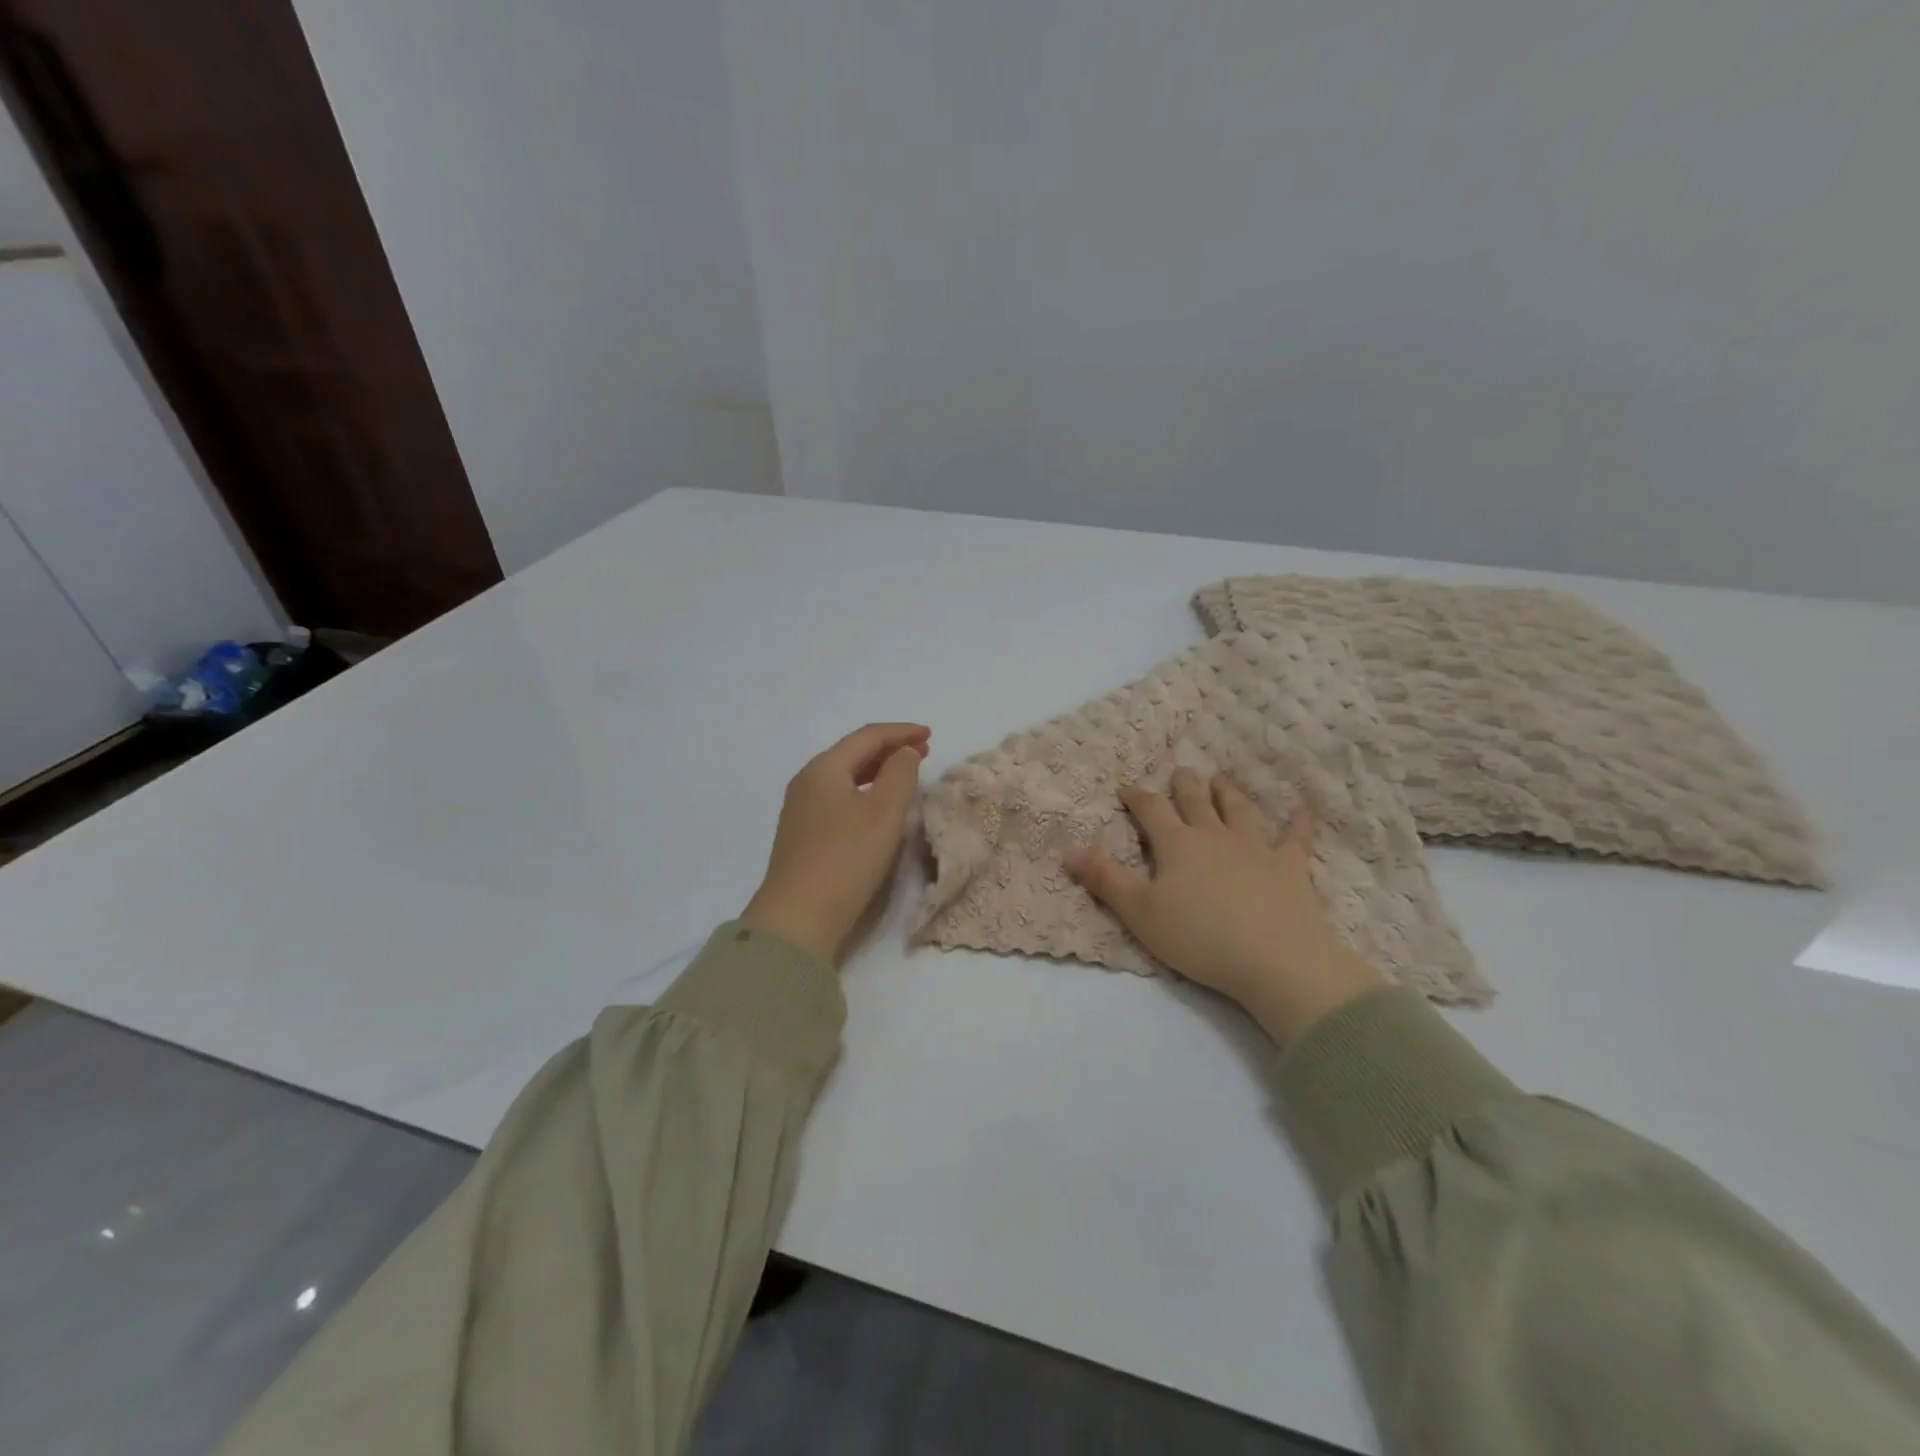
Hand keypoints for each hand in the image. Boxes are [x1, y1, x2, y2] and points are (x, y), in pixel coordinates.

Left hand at [742, 723, 930, 965]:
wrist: (798, 918)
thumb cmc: (846, 858)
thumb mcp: (883, 812)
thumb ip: (900, 774)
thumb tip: (904, 752)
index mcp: (824, 769)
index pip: (867, 737)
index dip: (901, 732)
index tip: (930, 735)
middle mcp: (807, 782)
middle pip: (853, 754)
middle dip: (889, 749)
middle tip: (923, 751)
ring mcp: (801, 810)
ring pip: (846, 778)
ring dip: (878, 772)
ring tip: (905, 775)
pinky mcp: (803, 836)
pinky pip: (839, 799)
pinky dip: (865, 793)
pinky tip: (878, 807)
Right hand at [1065, 770, 1382, 1046]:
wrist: (1275, 959)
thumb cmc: (1199, 937)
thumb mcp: (1140, 913)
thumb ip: (1105, 880)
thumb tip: (1069, 850)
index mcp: (1177, 845)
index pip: (1151, 811)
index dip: (1137, 797)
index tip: (1127, 787)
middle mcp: (1214, 836)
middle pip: (1196, 802)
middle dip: (1184, 786)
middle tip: (1181, 771)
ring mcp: (1255, 848)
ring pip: (1239, 811)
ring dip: (1228, 793)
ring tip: (1222, 779)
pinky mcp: (1289, 868)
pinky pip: (1295, 838)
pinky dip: (1298, 822)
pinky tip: (1302, 808)